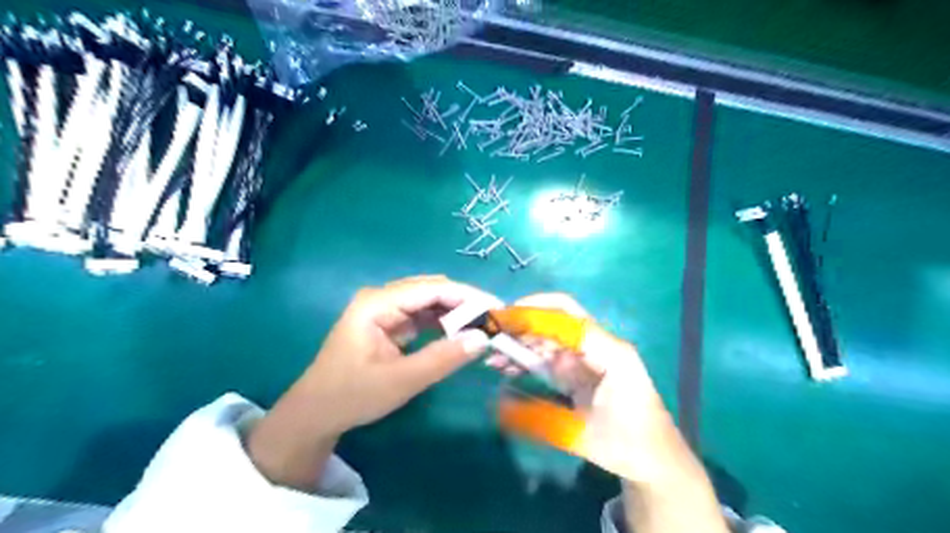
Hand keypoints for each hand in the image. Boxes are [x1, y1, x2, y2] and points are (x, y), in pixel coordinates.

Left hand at [246, 275, 498, 490]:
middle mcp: (381, 298)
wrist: (316, 414)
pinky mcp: (388, 323)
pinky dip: (442, 323)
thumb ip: (443, 359)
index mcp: (377, 304)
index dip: (467, 295)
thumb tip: (483, 339)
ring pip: (428, 302)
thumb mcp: (401, 381)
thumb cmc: (352, 396)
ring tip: (483, 325)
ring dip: (455, 312)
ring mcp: (383, 310)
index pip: (431, 289)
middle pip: (431, 290)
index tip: (496, 307)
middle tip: (494, 318)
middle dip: (464, 302)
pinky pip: (421, 316)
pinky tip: (460, 332)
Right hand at [489, 291, 673, 482]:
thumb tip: (498, 405)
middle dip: (524, 323)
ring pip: (552, 337)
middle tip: (493, 334)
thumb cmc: (628, 445)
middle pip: (559, 320)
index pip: (568, 320)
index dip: (534, 314)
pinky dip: (530, 357)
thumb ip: (539, 419)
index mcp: (610, 354)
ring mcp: (591, 356)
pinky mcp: (583, 369)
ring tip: (495, 356)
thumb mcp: (582, 435)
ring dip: (524, 341)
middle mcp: (601, 347)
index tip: (502, 319)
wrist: (656, 460)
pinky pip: (552, 355)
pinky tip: (509, 366)